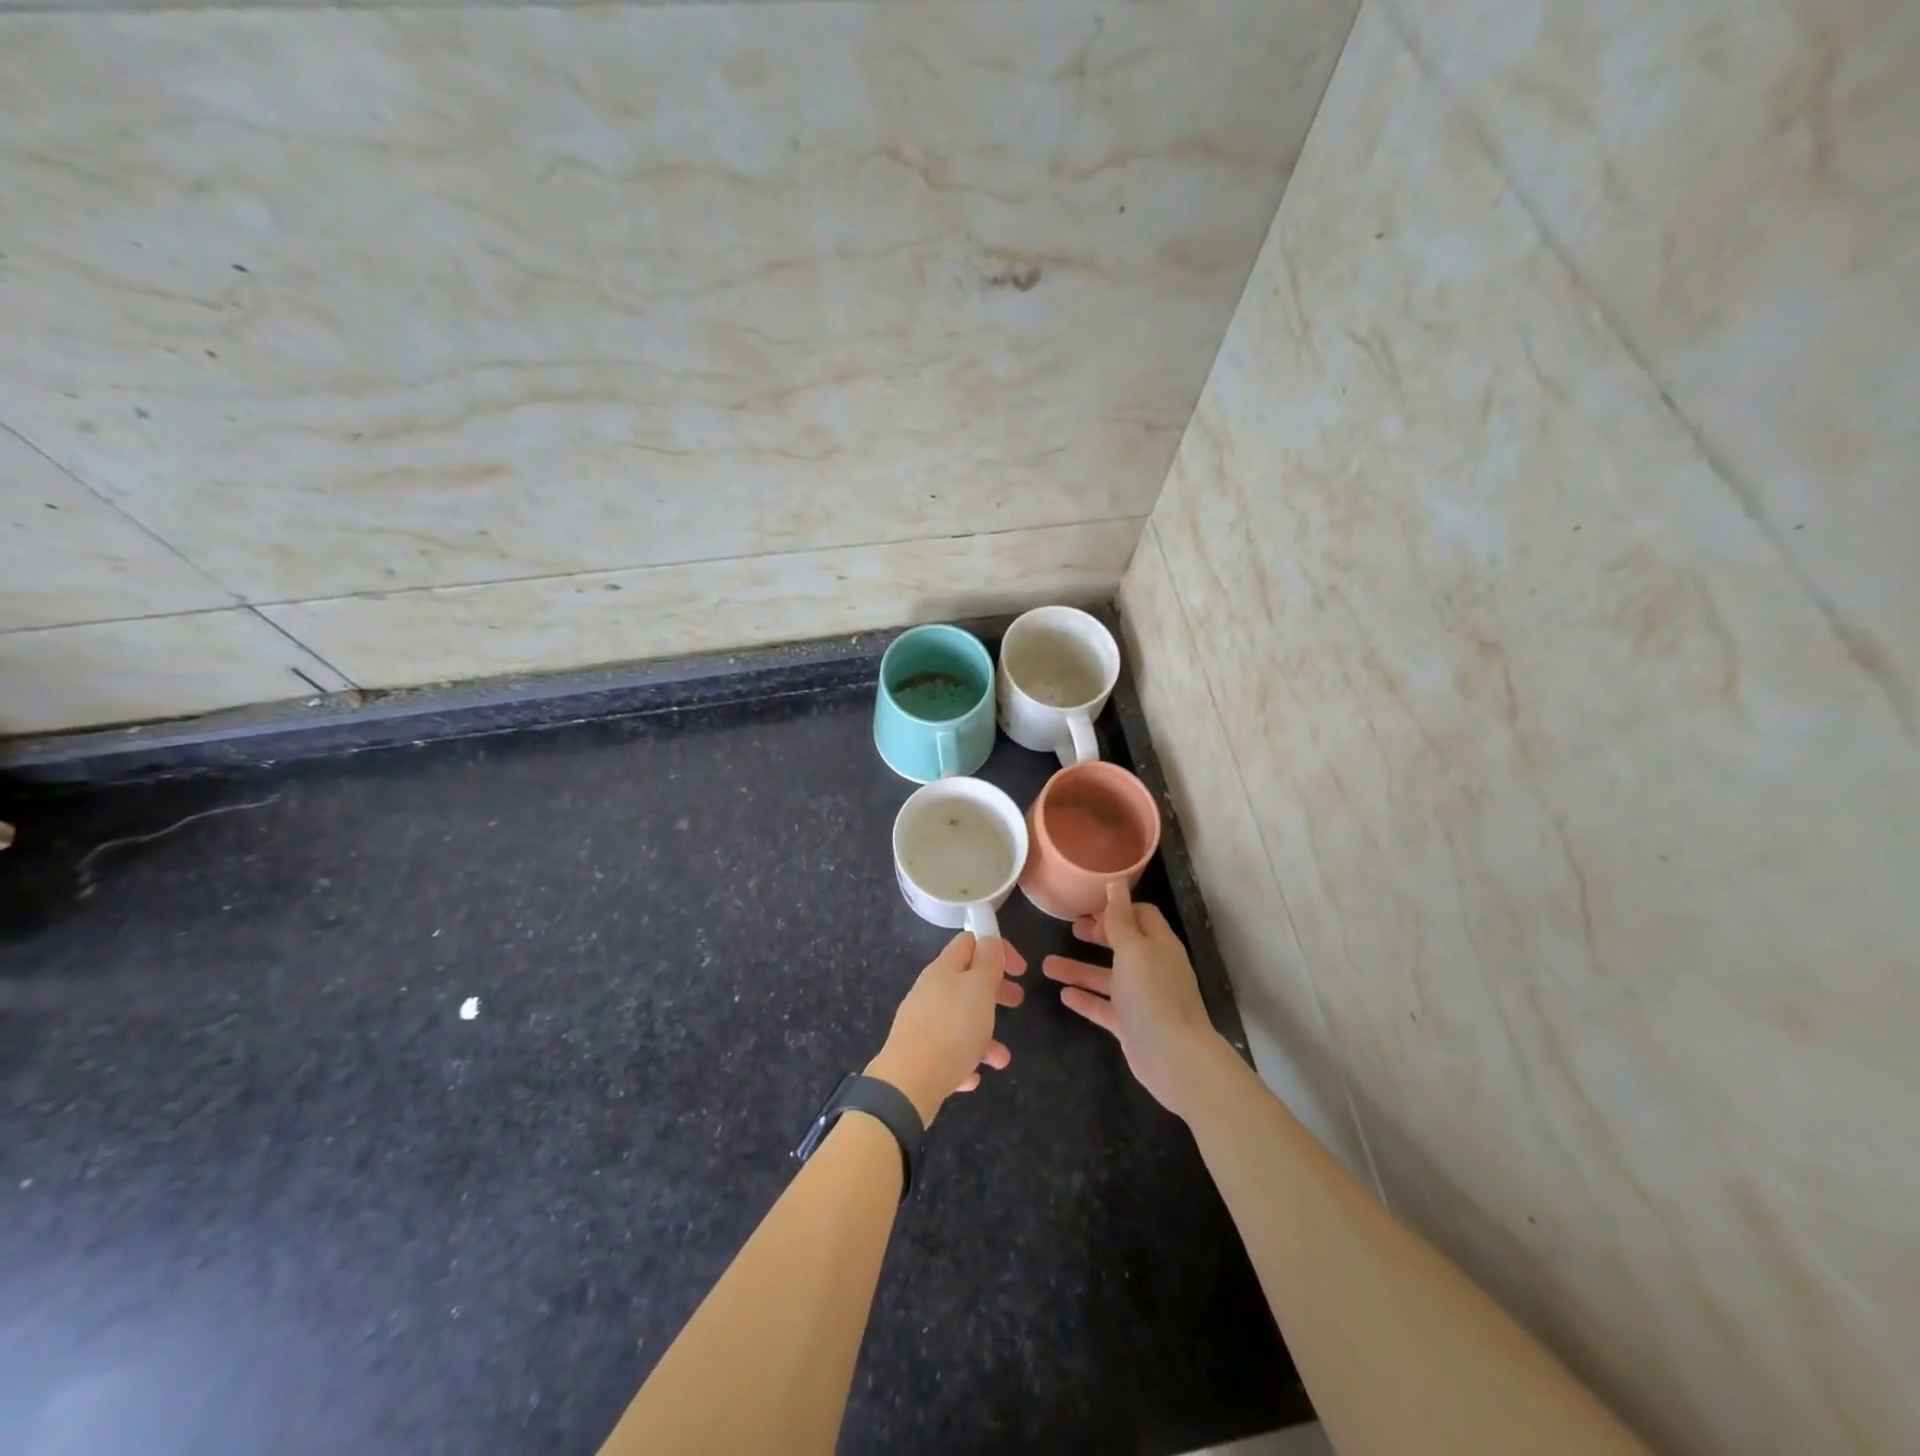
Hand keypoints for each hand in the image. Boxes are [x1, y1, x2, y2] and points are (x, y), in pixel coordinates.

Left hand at [867, 932, 1025, 1125]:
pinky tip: (973, 1076)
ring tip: (1001, 1058)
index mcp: (944, 969)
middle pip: (967, 981)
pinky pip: (948, 1051)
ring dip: (985, 1035)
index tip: (1020, 969)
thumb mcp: (979, 988)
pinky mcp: (918, 1053)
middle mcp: (930, 991)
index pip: (969, 942)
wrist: (908, 1082)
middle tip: (1018, 1002)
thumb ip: (987, 962)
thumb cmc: (952, 1028)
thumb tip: (988, 939)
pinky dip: (965, 1059)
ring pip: (960, 1020)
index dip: (997, 948)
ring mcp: (922, 1022)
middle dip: (995, 990)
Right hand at [1044, 881, 1225, 1116]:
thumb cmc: (1152, 994)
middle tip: (1070, 928)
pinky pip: (1105, 1007)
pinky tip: (1063, 995)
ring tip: (1047, 965)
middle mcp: (1153, 968)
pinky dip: (1086, 999)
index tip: (1089, 905)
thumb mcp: (1133, 949)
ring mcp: (1142, 999)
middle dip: (1096, 935)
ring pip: (1107, 977)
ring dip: (1079, 969)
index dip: (1117, 908)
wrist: (1173, 1057)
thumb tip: (1116, 881)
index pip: (1141, 915)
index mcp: (1159, 945)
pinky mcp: (1131, 1025)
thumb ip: (1120, 918)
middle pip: (1123, 944)